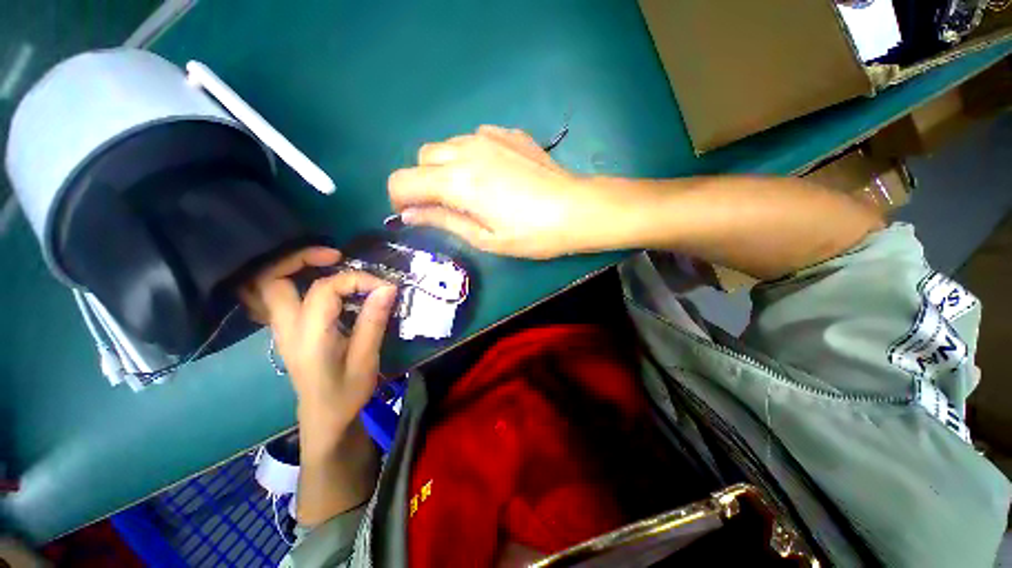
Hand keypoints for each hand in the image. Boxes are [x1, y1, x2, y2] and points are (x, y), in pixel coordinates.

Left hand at [241, 247, 397, 453]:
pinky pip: (283, 296)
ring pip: (271, 285)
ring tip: (331, 263)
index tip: (384, 286)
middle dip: (301, 258)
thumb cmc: (347, 392)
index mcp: (308, 336)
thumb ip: (374, 320)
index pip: (325, 289)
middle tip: (336, 256)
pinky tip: (327, 286)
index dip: (357, 279)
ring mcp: (282, 329)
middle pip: (272, 279)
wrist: (324, 419)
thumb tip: (388, 287)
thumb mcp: (366, 358)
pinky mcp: (288, 331)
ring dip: (296, 267)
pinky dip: (299, 281)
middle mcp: (287, 328)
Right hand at [388, 125, 623, 258]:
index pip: (403, 180)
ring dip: (446, 167)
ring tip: (471, 190)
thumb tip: (409, 214)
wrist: (576, 209)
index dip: (399, 198)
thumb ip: (443, 221)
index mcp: (457, 182)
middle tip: (445, 205)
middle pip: (422, 157)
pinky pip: (474, 138)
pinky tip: (492, 173)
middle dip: (423, 181)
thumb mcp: (485, 238)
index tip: (411, 213)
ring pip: (447, 145)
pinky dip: (471, 155)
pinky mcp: (508, 133)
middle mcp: (466, 150)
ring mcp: (489, 136)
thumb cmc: (532, 234)